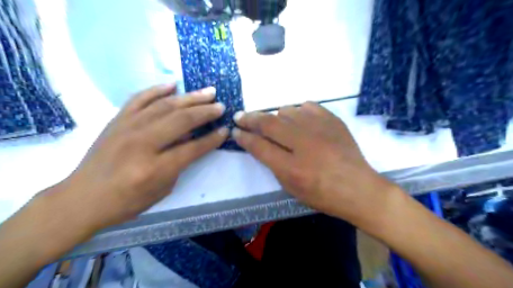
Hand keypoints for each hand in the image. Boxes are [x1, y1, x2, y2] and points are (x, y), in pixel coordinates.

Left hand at [55, 83, 226, 229]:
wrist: (83, 198)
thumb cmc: (127, 201)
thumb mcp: (162, 189)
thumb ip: (180, 163)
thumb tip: (192, 139)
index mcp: (155, 168)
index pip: (193, 148)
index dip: (212, 139)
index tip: (225, 130)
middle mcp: (142, 143)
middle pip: (181, 121)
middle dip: (205, 112)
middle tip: (221, 105)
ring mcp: (127, 128)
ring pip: (165, 106)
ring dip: (190, 97)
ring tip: (208, 92)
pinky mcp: (117, 120)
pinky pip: (139, 99)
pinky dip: (157, 89)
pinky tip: (173, 84)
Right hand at [233, 102, 394, 225]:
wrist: (358, 188)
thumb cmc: (322, 195)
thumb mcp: (291, 188)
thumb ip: (273, 165)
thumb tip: (260, 144)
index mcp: (291, 168)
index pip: (259, 146)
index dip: (244, 137)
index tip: (236, 131)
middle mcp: (302, 144)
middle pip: (268, 123)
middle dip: (250, 119)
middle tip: (240, 117)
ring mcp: (319, 129)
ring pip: (286, 110)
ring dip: (276, 117)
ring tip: (275, 123)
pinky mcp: (332, 120)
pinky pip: (307, 106)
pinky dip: (298, 111)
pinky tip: (298, 119)